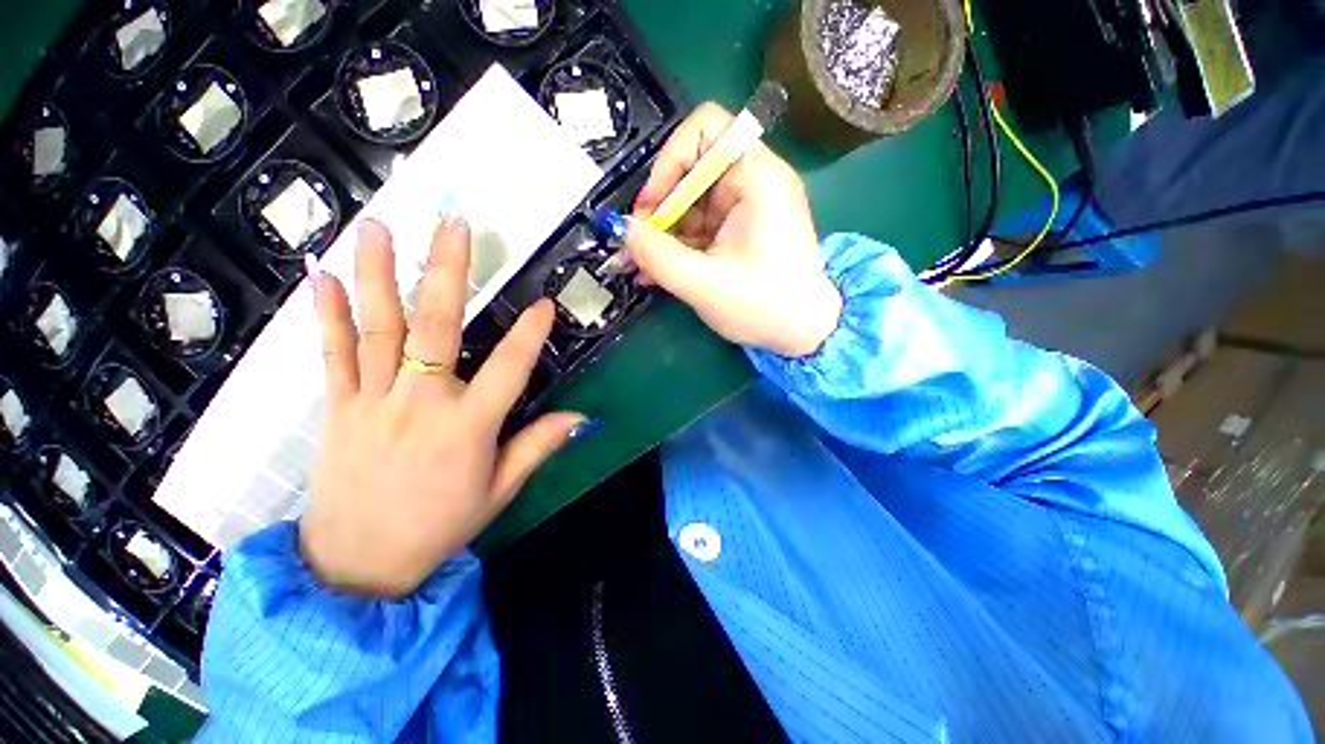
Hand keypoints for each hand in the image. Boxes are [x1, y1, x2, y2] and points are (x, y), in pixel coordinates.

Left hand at [300, 218, 583, 597]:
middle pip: (438, 327)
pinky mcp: (337, 408)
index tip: (546, 302)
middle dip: (449, 272)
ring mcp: (372, 402)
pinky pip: (332, 354)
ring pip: (378, 328)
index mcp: (468, 428)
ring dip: (378, 274)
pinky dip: (327, 314)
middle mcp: (421, 404)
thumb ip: (537, 446)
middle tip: (455, 226)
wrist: (357, 565)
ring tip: (378, 227)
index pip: (509, 368)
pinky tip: (320, 275)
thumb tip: (580, 418)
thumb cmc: (440, 527)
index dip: (530, 333)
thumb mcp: (499, 491)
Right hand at [626, 103, 841, 358]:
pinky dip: (676, 246)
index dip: (670, 159)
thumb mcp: (704, 284)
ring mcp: (746, 208)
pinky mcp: (739, 231)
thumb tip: (620, 229)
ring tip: (640, 267)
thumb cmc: (765, 307)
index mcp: (757, 178)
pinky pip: (699, 227)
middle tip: (637, 245)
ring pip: (690, 203)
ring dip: (662, 233)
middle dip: (659, 207)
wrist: (806, 333)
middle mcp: (753, 182)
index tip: (651, 206)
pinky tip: (655, 272)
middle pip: (693, 169)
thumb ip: (657, 256)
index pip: (707, 127)